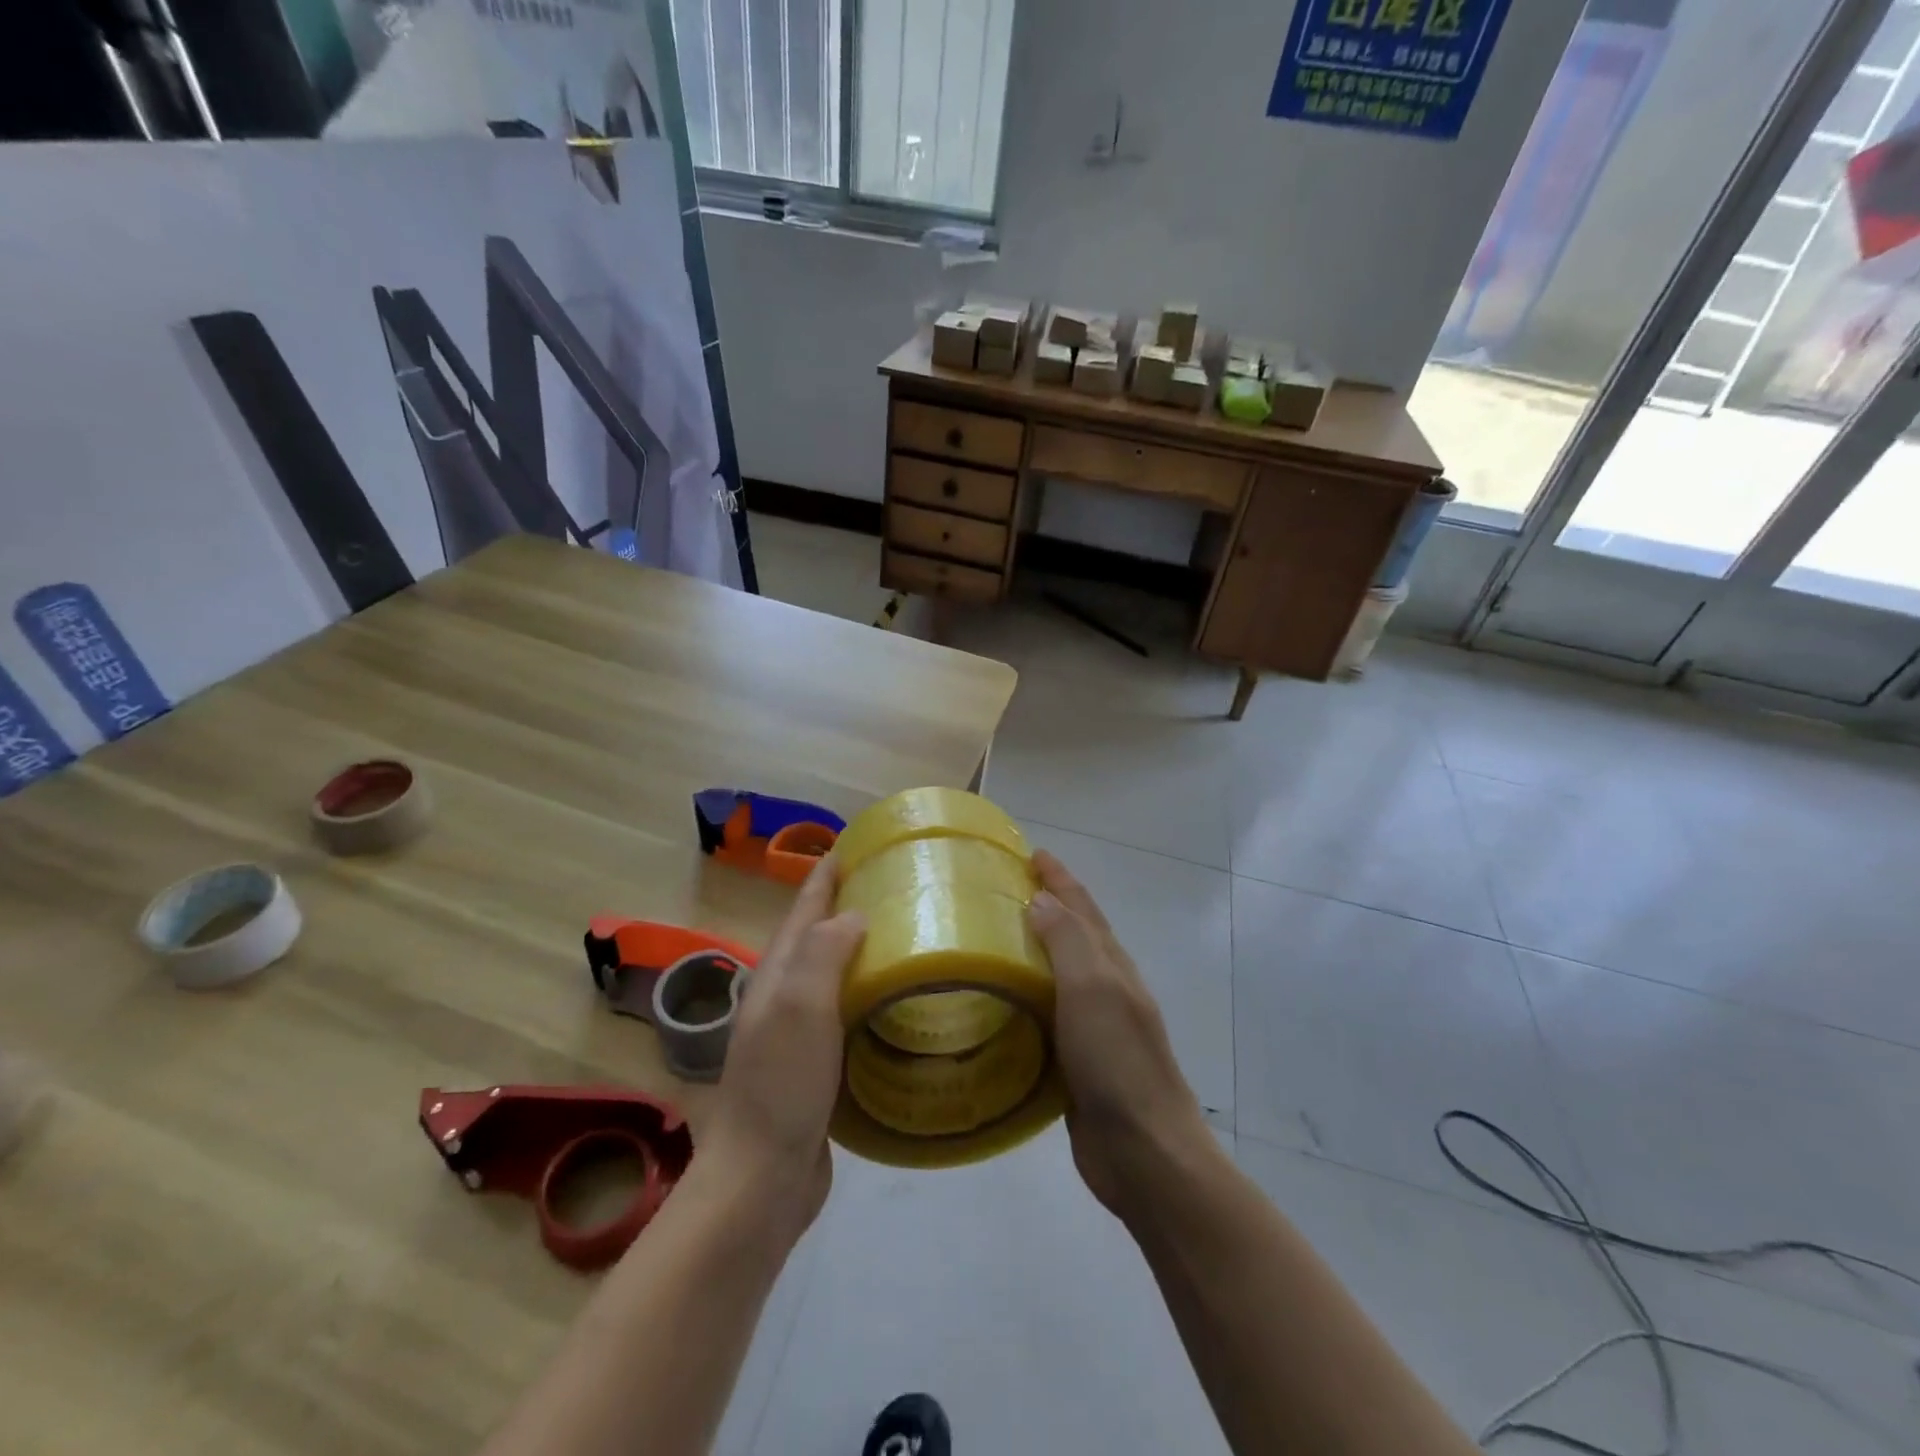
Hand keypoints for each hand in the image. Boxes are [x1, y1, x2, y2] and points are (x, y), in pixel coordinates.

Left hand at [700, 857, 865, 1236]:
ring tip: (908, 933)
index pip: (806, 907)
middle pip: (821, 935)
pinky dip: (872, 994)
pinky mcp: (820, 1066)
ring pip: (837, 974)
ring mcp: (801, 1033)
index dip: (827, 874)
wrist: (761, 1179)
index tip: (858, 843)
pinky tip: (900, 999)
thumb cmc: (781, 1085)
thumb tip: (856, 915)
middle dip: (851, 903)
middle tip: (899, 885)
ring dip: (864, 949)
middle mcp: (787, 995)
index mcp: (779, 973)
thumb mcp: (800, 1006)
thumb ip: (825, 952)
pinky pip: (850, 1014)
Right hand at [1029, 849, 1208, 1217]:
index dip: (1060, 878)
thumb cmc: (1118, 1061)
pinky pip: (1045, 1016)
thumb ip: (1068, 941)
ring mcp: (1092, 1027)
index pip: (1082, 908)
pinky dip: (1024, 999)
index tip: (1032, 853)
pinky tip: (998, 1006)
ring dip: (1032, 952)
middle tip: (1002, 891)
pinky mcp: (1075, 1062)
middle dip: (1046, 907)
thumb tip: (1042, 899)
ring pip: (1057, 976)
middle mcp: (1105, 989)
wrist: (1144, 1151)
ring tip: (990, 941)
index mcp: (1111, 965)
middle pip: (1073, 936)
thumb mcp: (1093, 988)